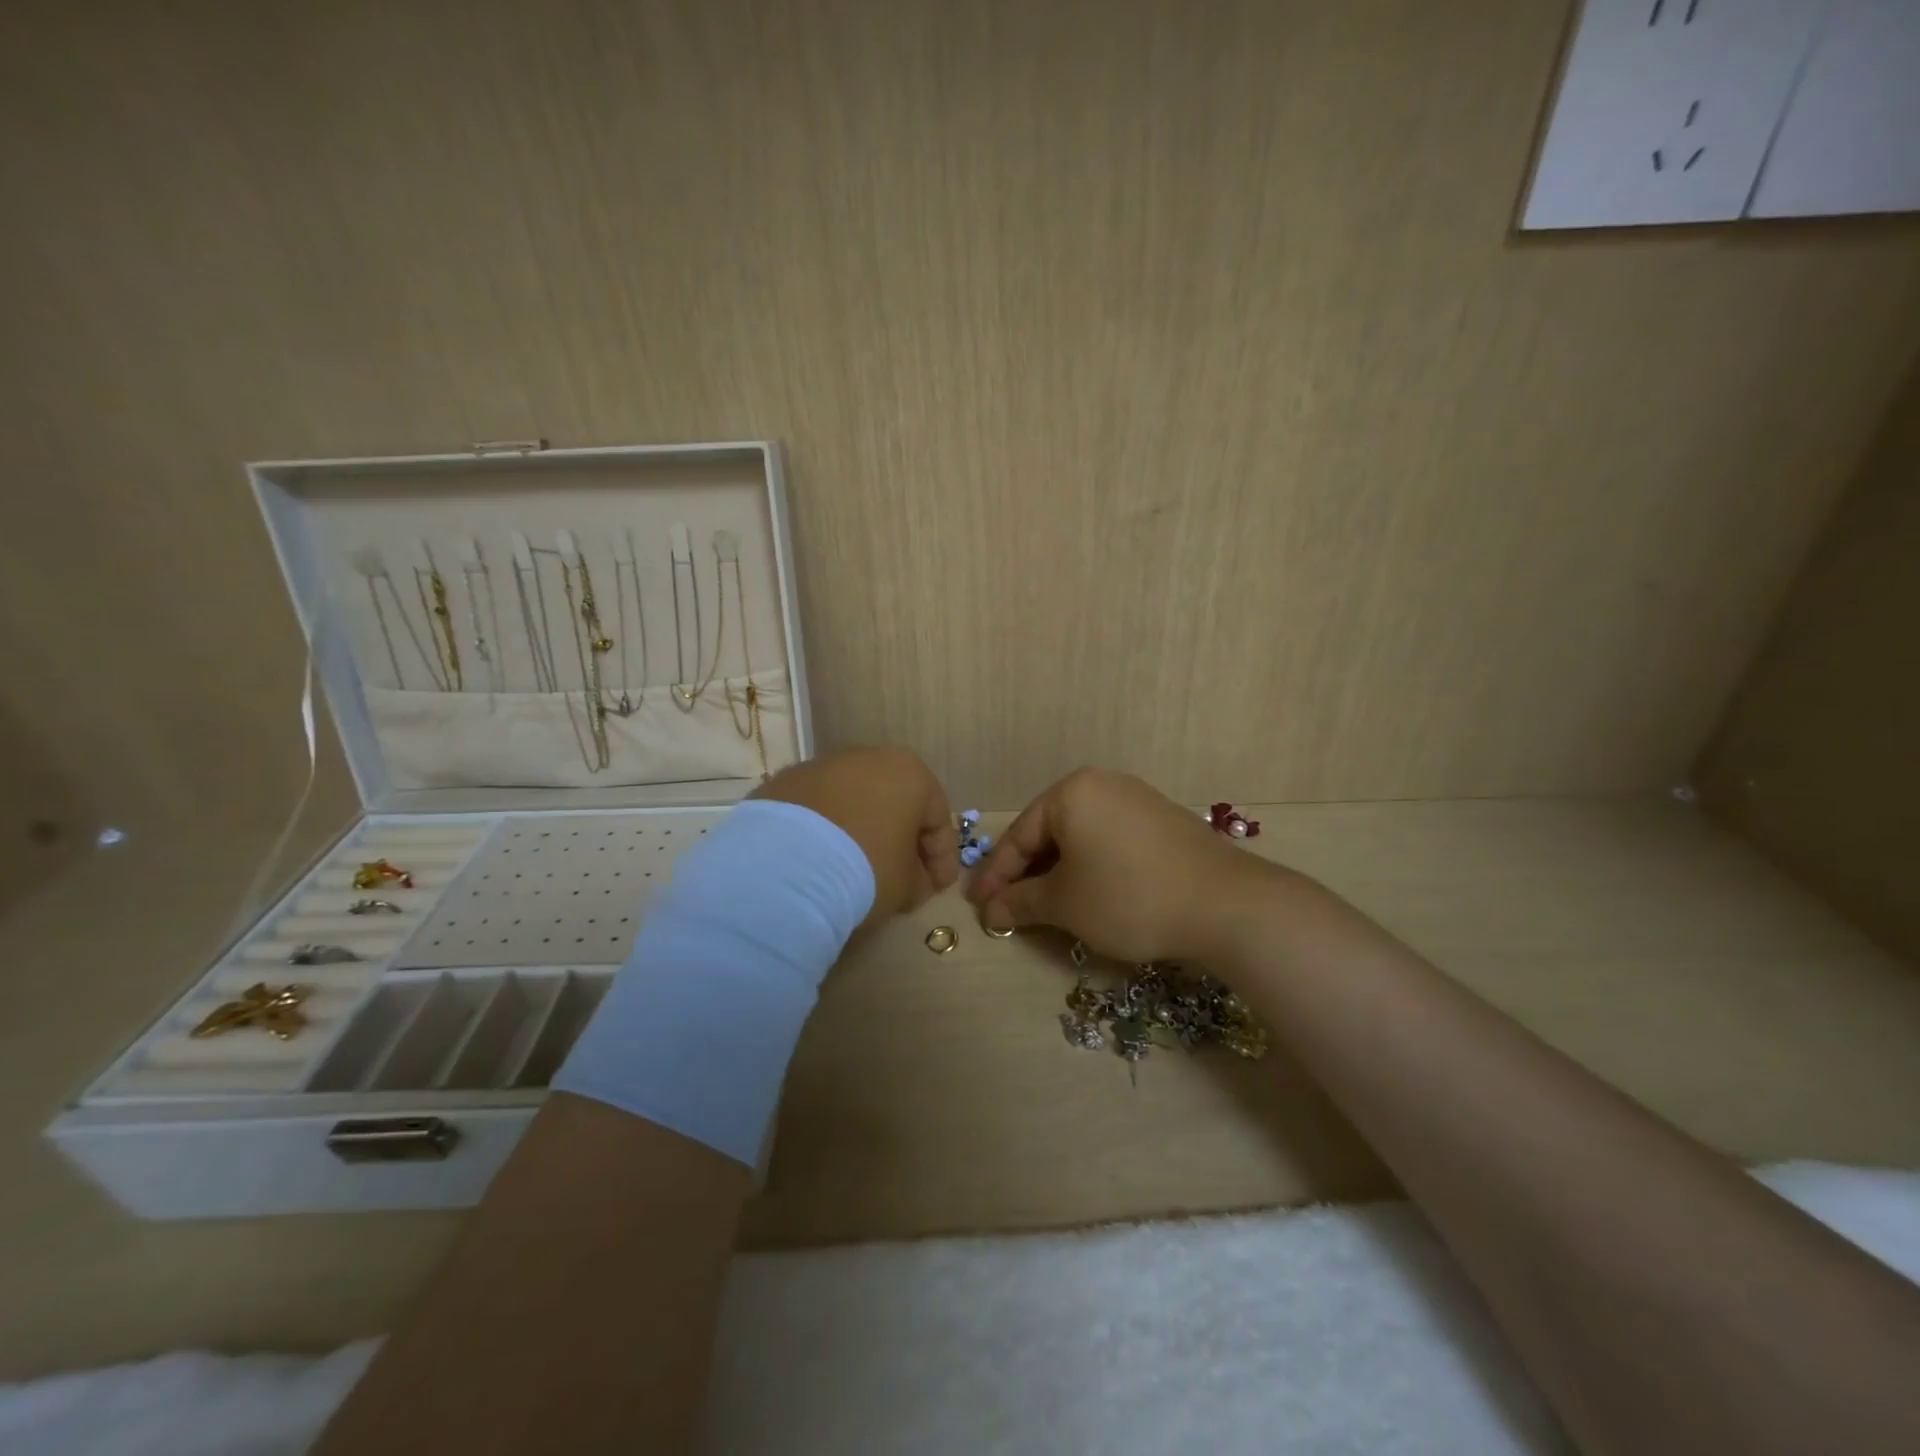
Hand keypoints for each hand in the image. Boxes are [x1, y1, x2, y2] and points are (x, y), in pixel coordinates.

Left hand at [753, 746, 957, 923]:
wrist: (784, 865)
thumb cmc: (866, 868)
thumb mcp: (907, 886)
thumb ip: (919, 879)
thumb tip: (915, 879)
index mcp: (910, 773)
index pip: (938, 819)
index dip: (942, 858)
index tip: (938, 888)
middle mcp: (868, 758)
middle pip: (894, 803)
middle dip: (901, 840)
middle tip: (902, 877)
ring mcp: (821, 766)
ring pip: (853, 802)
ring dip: (860, 832)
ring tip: (855, 870)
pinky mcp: (783, 783)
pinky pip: (816, 811)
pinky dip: (824, 833)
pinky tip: (820, 862)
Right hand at [966, 768, 1271, 963]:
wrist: (1225, 905)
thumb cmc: (1128, 896)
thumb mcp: (1065, 903)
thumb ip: (1020, 902)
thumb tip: (991, 911)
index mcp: (1072, 792)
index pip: (1020, 835)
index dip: (996, 876)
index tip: (978, 907)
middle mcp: (1104, 785)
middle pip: (1050, 833)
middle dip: (1027, 874)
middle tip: (1008, 909)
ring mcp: (1138, 801)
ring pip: (1081, 838)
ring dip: (1059, 874)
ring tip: (1046, 908)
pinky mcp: (1164, 822)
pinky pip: (1110, 842)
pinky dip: (1091, 868)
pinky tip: (1090, 896)